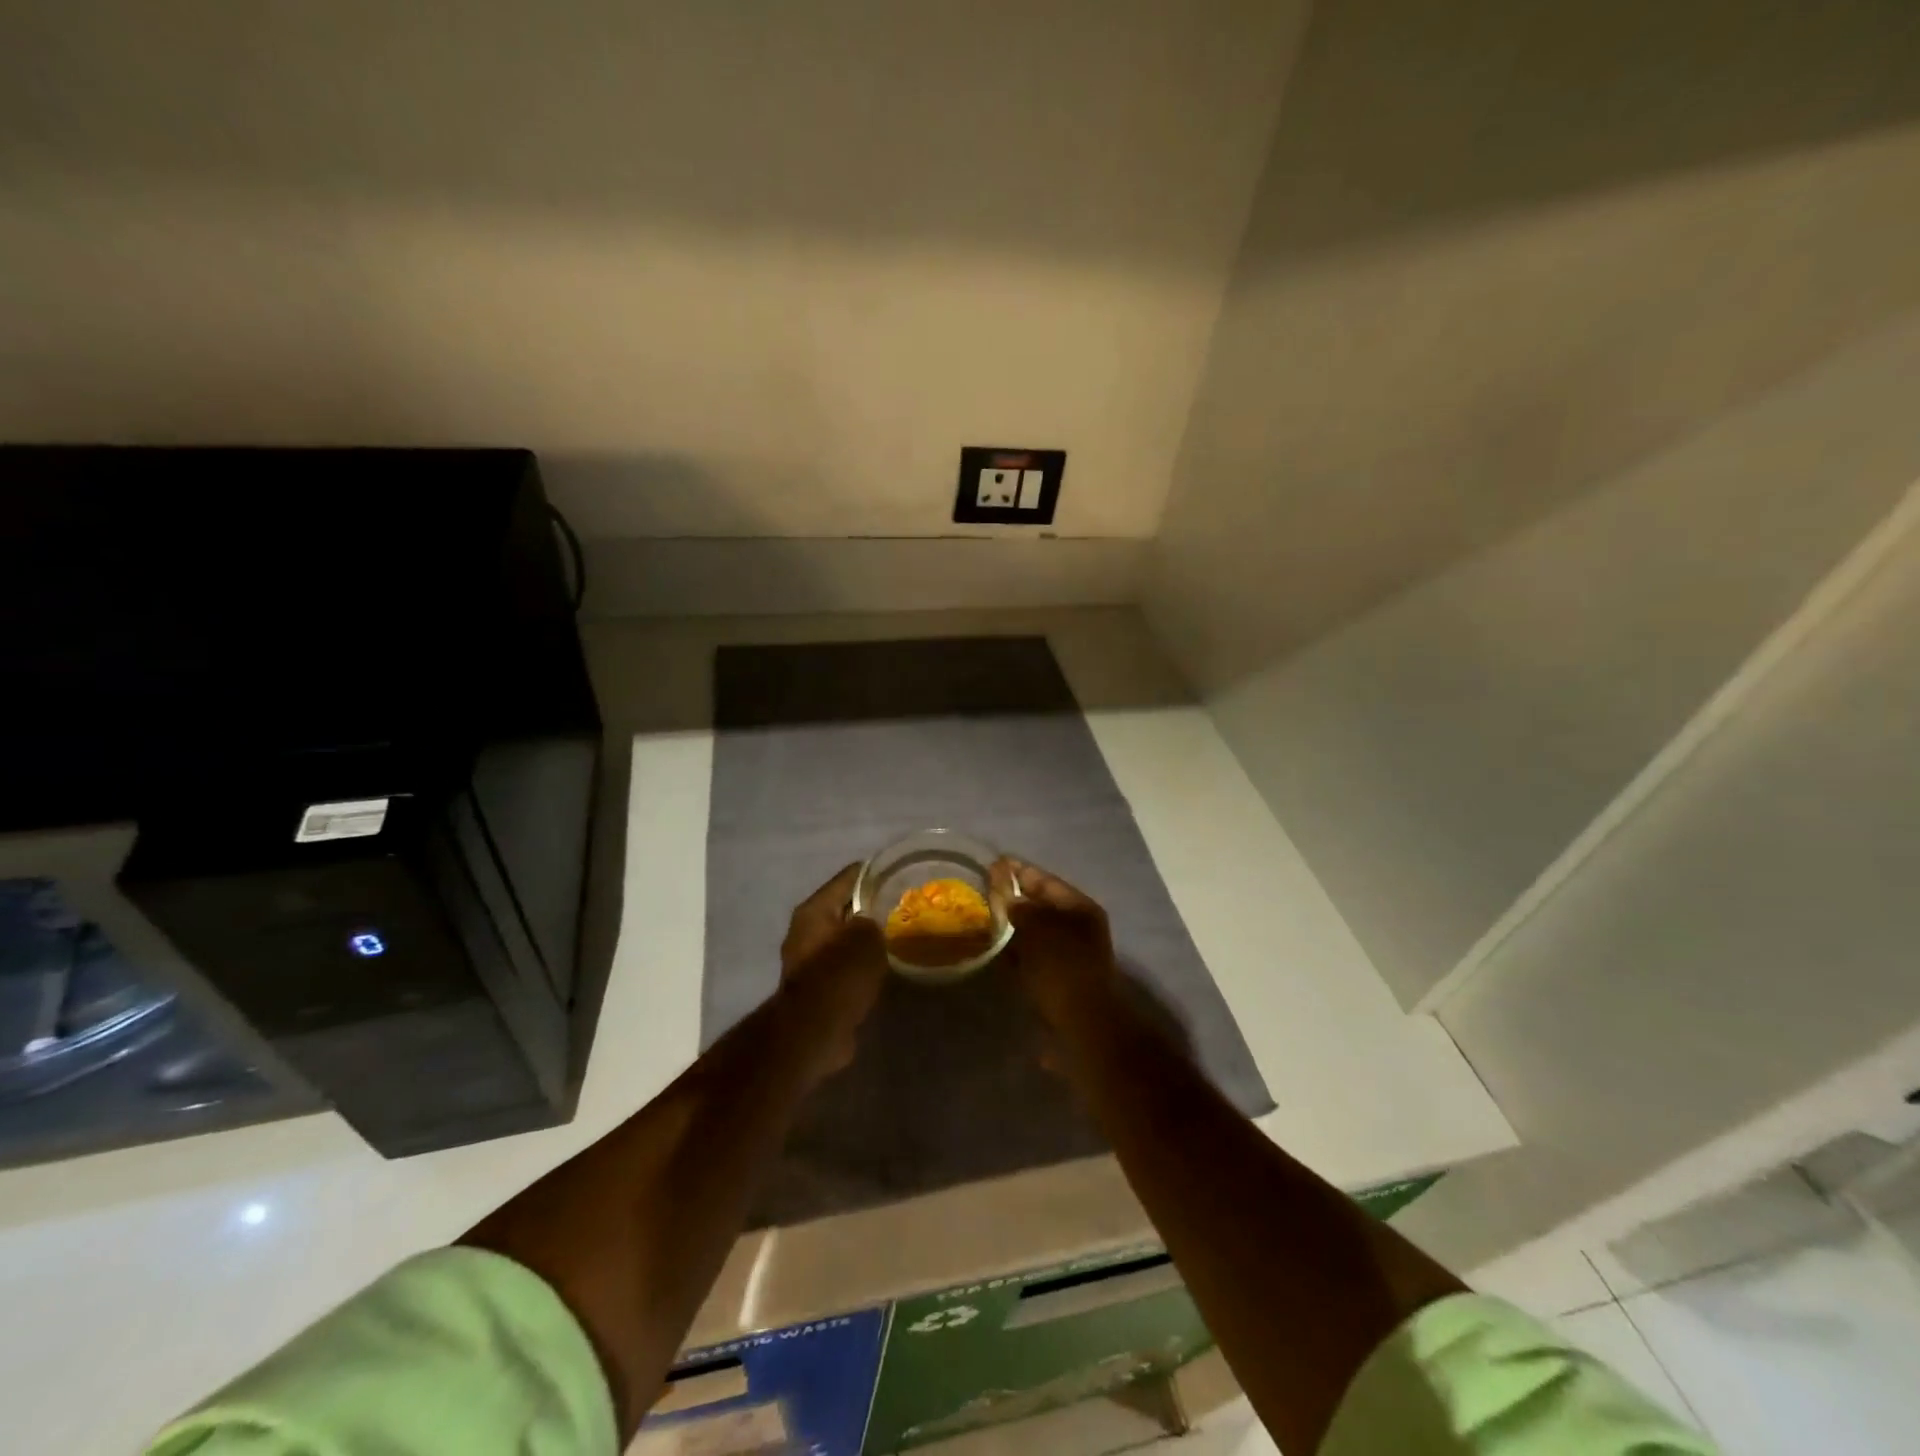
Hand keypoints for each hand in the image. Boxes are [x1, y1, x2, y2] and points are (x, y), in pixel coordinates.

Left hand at [778, 863, 887, 1079]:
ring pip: (845, 938)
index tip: (901, 872)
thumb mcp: (867, 937)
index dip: (876, 872)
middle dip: (872, 907)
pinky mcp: (817, 988)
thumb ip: (875, 919)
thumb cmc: (839, 974)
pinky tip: (885, 965)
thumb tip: (876, 919)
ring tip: (898, 935)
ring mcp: (809, 960)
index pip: (849, 877)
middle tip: (904, 907)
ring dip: (866, 938)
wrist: (815, 1030)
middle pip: (845, 908)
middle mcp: (806, 930)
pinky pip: (844, 965)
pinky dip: (862, 963)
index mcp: (814, 910)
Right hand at [989, 857, 1115, 1027]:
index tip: (992, 864)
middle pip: (1040, 906)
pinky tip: (994, 949)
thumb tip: (1010, 898)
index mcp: (1079, 909)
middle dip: (1014, 898)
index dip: (1019, 871)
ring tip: (983, 917)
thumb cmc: (1063, 970)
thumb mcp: (1039, 931)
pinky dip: (1015, 951)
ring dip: (1012, 925)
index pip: (1045, 881)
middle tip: (983, 891)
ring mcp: (1068, 955)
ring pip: (1034, 931)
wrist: (1083, 1028)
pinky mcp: (1056, 979)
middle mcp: (1077, 927)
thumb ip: (1021, 908)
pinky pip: (1031, 955)